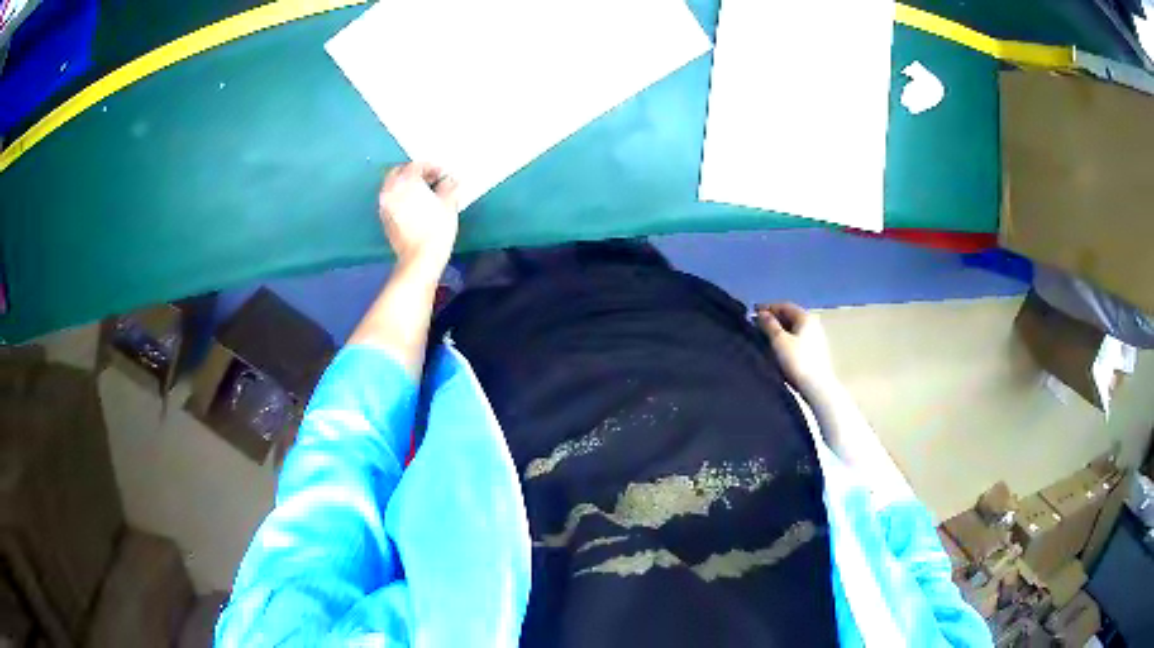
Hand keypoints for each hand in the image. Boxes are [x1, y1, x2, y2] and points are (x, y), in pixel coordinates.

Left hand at [378, 162, 460, 276]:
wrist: (420, 258)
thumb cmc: (435, 230)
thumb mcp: (448, 204)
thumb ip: (449, 187)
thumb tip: (450, 180)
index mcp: (406, 181)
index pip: (417, 165)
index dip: (431, 167)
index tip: (442, 173)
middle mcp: (391, 190)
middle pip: (399, 173)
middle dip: (413, 173)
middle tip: (429, 178)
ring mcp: (385, 205)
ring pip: (393, 187)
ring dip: (405, 185)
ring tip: (421, 192)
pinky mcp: (384, 219)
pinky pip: (391, 200)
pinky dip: (400, 198)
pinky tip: (413, 205)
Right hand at [755, 303, 838, 397]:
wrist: (816, 387)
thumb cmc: (797, 361)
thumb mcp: (779, 341)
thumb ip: (769, 324)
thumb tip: (761, 313)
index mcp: (805, 317)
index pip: (784, 306)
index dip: (768, 307)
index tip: (752, 312)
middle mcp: (813, 324)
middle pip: (790, 316)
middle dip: (773, 319)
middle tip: (756, 325)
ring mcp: (815, 338)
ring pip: (794, 328)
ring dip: (779, 329)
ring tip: (764, 337)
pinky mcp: (815, 351)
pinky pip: (797, 338)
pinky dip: (786, 338)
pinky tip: (777, 347)